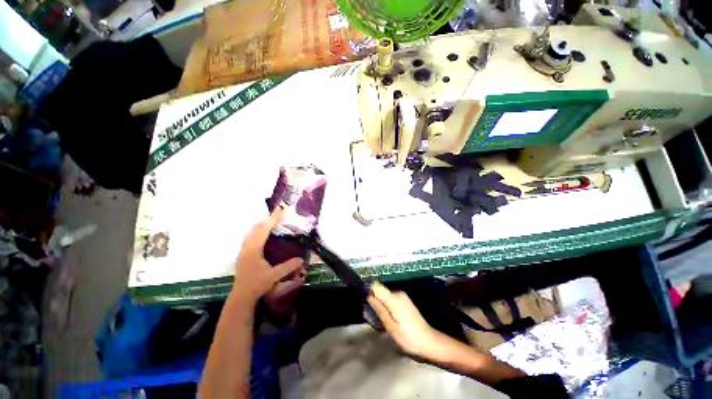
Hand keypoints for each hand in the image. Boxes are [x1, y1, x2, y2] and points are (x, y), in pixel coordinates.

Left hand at [232, 207, 302, 304]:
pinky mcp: (243, 254)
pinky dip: (258, 231)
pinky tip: (263, 234)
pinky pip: (250, 237)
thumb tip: (302, 259)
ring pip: (251, 232)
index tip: (279, 209)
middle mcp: (247, 247)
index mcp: (254, 250)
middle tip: (278, 214)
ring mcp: (243, 250)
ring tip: (272, 221)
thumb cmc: (256, 285)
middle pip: (256, 228)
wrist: (241, 296)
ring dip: (261, 225)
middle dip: (267, 219)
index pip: (264, 230)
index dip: (272, 219)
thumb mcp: (274, 276)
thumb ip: (288, 267)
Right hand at [367, 282, 441, 358]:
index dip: (368, 290)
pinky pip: (391, 299)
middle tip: (374, 316)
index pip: (376, 286)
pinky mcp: (405, 300)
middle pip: (380, 291)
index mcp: (394, 298)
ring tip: (382, 320)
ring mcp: (402, 296)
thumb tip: (368, 295)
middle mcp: (398, 293)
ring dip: (381, 304)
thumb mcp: (390, 326)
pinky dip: (387, 306)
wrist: (429, 341)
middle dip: (375, 300)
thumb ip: (379, 309)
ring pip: (385, 295)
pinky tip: (390, 318)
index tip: (364, 300)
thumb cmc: (408, 337)